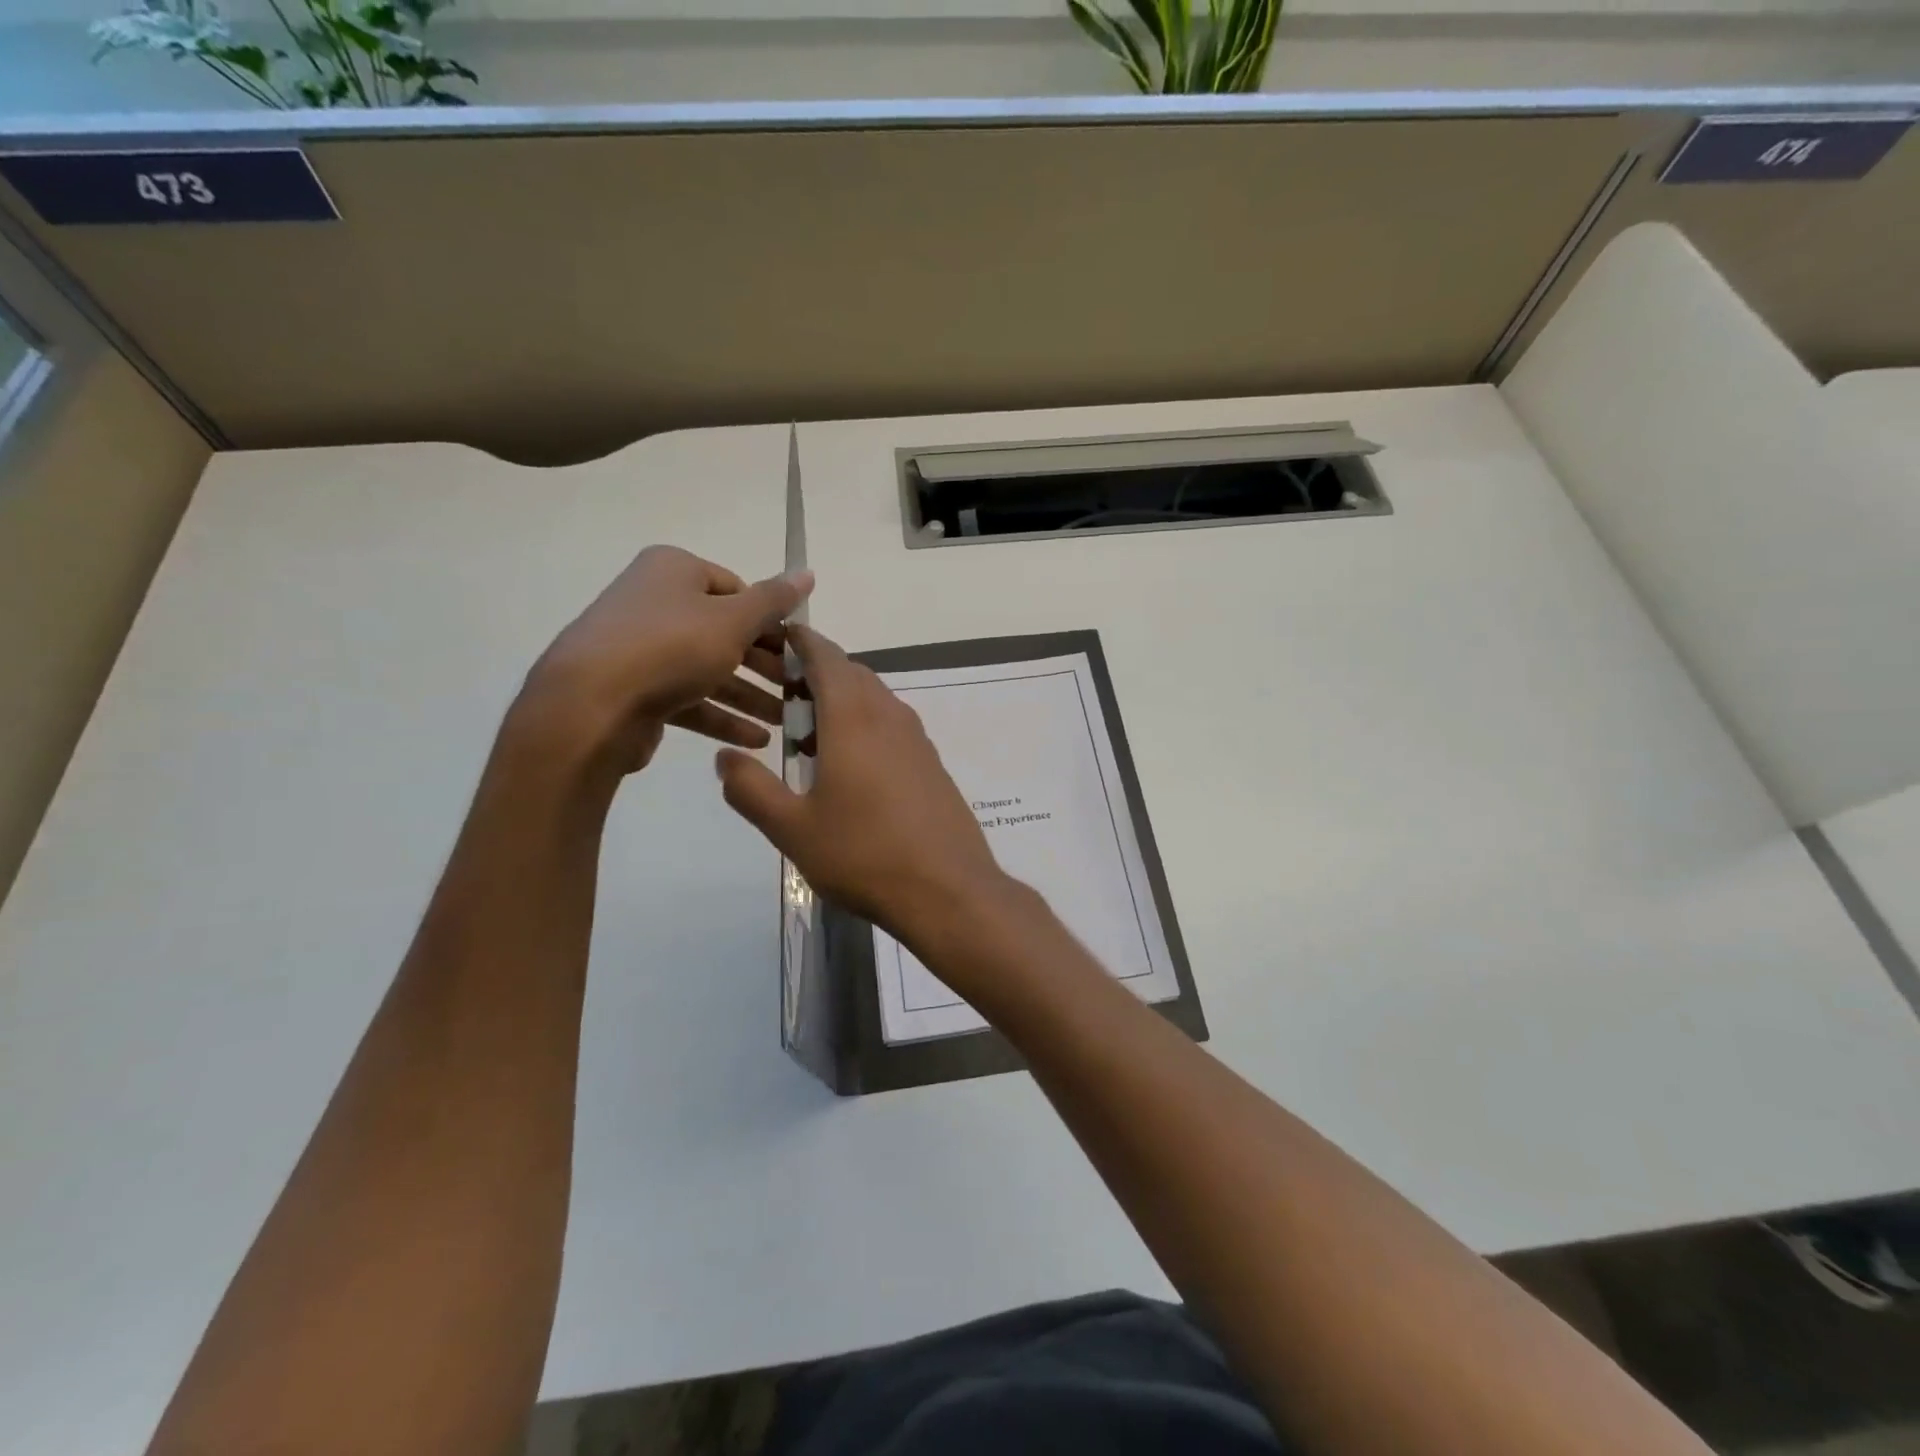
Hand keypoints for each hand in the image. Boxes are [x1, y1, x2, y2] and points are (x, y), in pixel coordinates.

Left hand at [516, 546, 811, 776]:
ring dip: (750, 697)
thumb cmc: (670, 648)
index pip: (737, 589)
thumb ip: (773, 601)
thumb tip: (807, 573)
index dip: (771, 621)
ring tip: (787, 722)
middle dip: (765, 666)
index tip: (798, 651)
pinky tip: (756, 740)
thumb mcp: (733, 620)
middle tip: (798, 690)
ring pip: (710, 670)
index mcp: (673, 571)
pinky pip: (689, 699)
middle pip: (725, 632)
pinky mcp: (637, 691)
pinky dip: (722, 717)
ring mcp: (642, 649)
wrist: (590, 707)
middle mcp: (655, 602)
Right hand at [715, 625, 1010, 949]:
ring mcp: (917, 739)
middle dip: (816, 674)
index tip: (775, 639)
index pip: (825, 656)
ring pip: (875, 699)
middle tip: (782, 699)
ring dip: (842, 703)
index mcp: (853, 717)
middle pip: (851, 674)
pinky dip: (865, 726)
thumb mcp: (792, 829)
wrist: (947, 890)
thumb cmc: (863, 855)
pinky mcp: (932, 763)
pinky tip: (850, 769)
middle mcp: (889, 715)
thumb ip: (751, 790)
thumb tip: (726, 759)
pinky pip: (892, 726)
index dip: (800, 641)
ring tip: (810, 738)